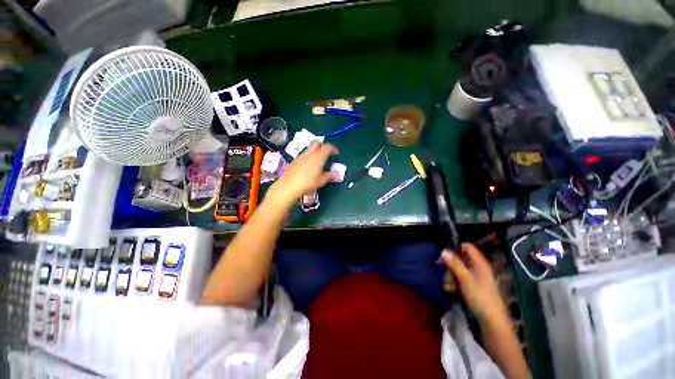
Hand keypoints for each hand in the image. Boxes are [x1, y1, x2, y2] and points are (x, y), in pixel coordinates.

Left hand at [268, 142, 338, 204]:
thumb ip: (329, 176)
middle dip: (323, 146)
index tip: (336, 153)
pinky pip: (303, 155)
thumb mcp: (321, 181)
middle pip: (317, 143)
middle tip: (326, 154)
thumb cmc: (308, 183)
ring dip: (315, 152)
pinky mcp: (294, 161)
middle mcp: (309, 154)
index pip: (327, 147)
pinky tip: (308, 167)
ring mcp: (300, 156)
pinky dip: (308, 158)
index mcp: (318, 157)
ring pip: (309, 149)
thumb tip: (335, 175)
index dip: (333, 148)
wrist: (288, 186)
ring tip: (317, 162)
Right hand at [440, 243, 507, 324]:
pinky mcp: (473, 286)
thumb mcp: (465, 279)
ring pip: (458, 268)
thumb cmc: (480, 298)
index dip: (455, 248)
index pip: (466, 247)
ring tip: (449, 285)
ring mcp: (475, 277)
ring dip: (451, 275)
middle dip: (450, 264)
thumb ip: (454, 264)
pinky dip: (454, 282)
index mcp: (479, 263)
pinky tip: (452, 289)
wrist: (492, 322)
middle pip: (460, 258)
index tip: (444, 255)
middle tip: (446, 273)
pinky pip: (460, 278)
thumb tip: (443, 250)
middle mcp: (478, 267)